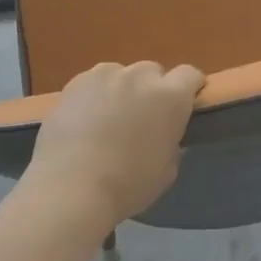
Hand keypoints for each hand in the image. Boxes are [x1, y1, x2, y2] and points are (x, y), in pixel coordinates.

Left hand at [25, 61, 204, 225]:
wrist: (70, 188)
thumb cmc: (127, 185)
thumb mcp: (166, 171)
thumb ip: (171, 144)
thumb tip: (166, 136)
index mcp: (170, 97)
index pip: (191, 75)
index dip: (190, 88)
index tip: (185, 105)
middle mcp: (140, 77)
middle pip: (153, 72)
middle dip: (152, 90)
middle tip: (142, 118)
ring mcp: (105, 75)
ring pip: (121, 75)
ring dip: (122, 90)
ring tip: (108, 118)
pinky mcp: (75, 82)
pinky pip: (93, 83)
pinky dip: (94, 96)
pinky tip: (84, 120)